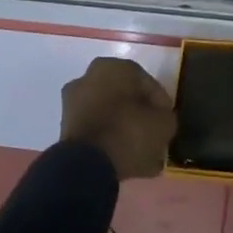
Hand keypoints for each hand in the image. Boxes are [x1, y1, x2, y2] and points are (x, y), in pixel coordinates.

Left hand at [60, 57, 176, 180]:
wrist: (86, 166)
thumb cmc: (128, 132)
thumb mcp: (163, 124)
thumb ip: (166, 116)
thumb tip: (160, 119)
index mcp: (114, 67)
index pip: (147, 83)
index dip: (160, 104)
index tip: (167, 121)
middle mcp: (90, 77)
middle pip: (125, 98)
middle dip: (139, 115)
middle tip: (154, 135)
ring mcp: (74, 102)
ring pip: (109, 114)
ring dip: (125, 130)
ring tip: (142, 154)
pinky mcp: (65, 127)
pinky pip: (96, 130)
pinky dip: (109, 141)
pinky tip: (126, 161)